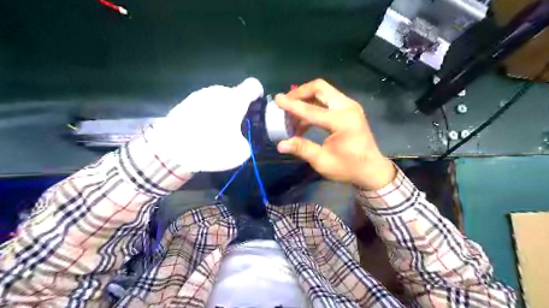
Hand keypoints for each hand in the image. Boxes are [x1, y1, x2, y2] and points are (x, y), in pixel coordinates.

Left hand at [149, 77, 262, 172]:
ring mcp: (200, 95)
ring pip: (219, 100)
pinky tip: (201, 130)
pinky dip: (207, 114)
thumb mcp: (240, 152)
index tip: (256, 108)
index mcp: (235, 99)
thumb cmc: (211, 146)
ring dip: (222, 111)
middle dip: (239, 108)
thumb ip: (247, 141)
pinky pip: (204, 105)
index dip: (258, 95)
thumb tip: (242, 140)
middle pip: (235, 95)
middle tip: (236, 127)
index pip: (254, 85)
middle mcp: (218, 92)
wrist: (172, 148)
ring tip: (216, 131)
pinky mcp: (185, 102)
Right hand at [277, 80, 397, 190]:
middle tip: (286, 103)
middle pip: (319, 88)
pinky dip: (313, 105)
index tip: (276, 99)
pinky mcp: (349, 109)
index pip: (311, 109)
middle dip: (299, 93)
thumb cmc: (348, 168)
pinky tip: (304, 120)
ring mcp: (350, 106)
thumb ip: (302, 149)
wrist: (372, 169)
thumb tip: (280, 144)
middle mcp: (347, 107)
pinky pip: (328, 99)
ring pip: (323, 91)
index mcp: (342, 121)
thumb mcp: (323, 162)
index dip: (291, 105)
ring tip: (292, 114)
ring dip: (306, 98)